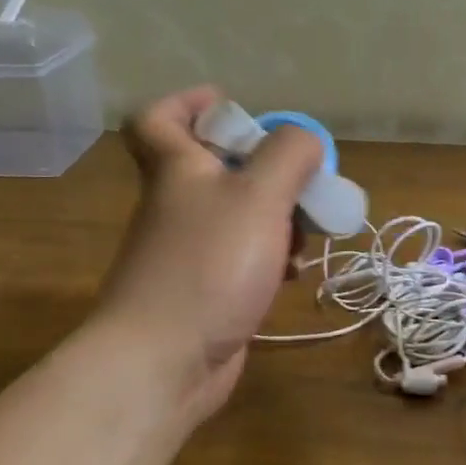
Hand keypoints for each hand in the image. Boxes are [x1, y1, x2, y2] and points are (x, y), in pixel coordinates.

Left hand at [93, 86, 323, 422]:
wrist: (164, 361)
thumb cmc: (209, 265)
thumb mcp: (258, 195)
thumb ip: (288, 155)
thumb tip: (306, 139)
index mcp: (177, 170)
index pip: (158, 119)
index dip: (190, 103)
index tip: (233, 109)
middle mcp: (176, 206)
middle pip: (215, 169)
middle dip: (263, 170)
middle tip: (299, 182)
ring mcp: (188, 253)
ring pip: (236, 217)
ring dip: (276, 220)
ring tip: (307, 235)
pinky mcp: (204, 293)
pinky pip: (242, 261)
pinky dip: (269, 260)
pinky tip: (292, 276)